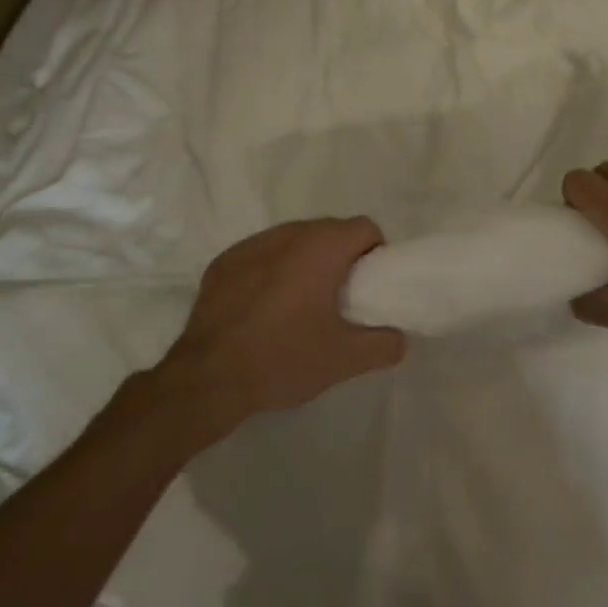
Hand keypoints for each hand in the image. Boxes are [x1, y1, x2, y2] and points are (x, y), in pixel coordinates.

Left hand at [159, 218, 406, 434]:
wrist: (208, 378)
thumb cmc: (284, 358)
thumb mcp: (345, 359)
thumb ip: (384, 344)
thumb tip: (399, 336)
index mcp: (321, 246)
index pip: (364, 228)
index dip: (375, 254)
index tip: (368, 286)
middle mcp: (287, 234)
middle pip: (329, 231)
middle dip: (340, 257)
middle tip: (339, 299)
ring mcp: (250, 244)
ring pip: (293, 241)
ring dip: (305, 261)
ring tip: (301, 303)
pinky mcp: (223, 262)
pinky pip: (261, 255)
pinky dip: (271, 271)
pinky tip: (264, 308)